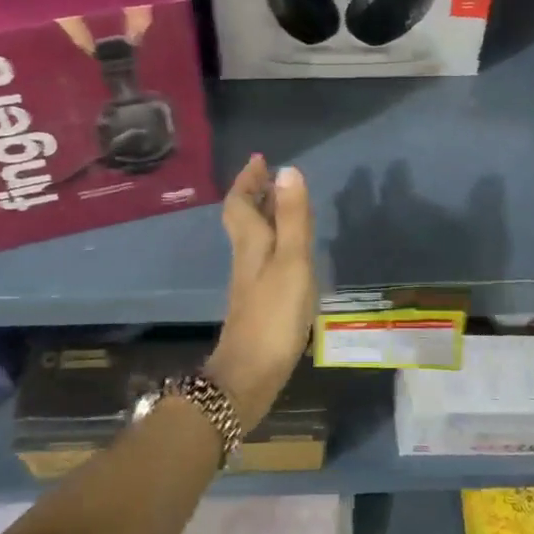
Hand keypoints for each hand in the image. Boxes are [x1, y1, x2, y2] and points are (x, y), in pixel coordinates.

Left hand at [206, 154, 317, 431]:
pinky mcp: (259, 300)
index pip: (240, 202)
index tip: (260, 159)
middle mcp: (246, 256)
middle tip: (273, 176)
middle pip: (244, 217)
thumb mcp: (291, 261)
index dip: (247, 179)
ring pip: (254, 236)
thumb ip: (293, 217)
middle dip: (255, 193)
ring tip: (286, 203)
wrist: (250, 374)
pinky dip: (276, 239)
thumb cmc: (273, 314)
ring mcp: (251, 280)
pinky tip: (291, 250)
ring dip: (266, 214)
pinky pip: (265, 255)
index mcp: (251, 242)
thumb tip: (288, 170)